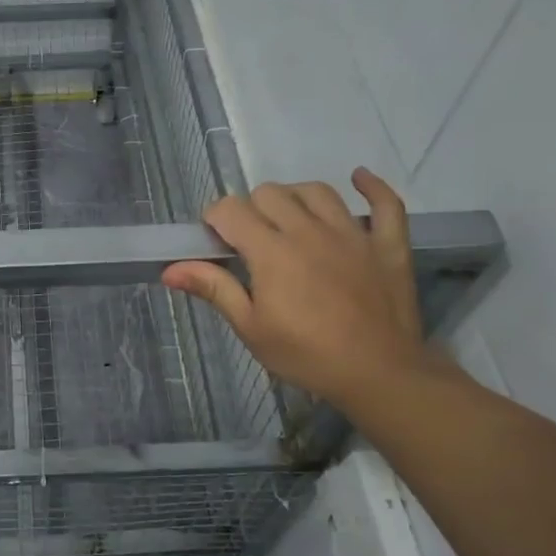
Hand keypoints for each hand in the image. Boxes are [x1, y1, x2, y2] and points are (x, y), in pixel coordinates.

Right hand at [162, 170, 438, 411]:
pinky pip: (386, 204)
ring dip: (295, 197)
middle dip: (251, 208)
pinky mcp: (386, 245)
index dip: (215, 219)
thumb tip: (169, 269)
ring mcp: (352, 234)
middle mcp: (309, 231)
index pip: (231, 210)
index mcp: (272, 251)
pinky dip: (372, 187)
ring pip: (316, 191)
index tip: (215, 240)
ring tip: (289, 218)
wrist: (380, 376)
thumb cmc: (307, 355)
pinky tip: (359, 179)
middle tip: (251, 240)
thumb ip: (214, 289)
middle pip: (270, 193)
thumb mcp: (251, 328)